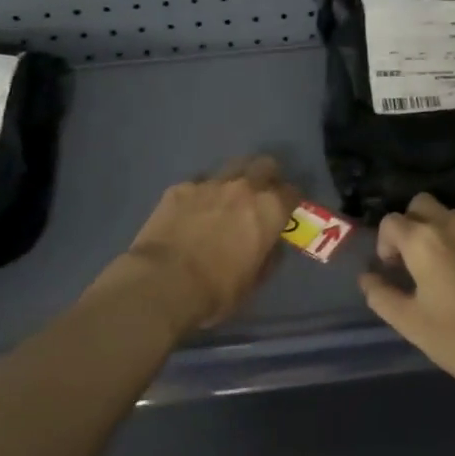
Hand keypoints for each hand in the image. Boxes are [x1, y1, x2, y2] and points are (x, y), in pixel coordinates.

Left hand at [123, 156, 298, 334]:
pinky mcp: (180, 188)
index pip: (292, 192)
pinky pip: (198, 183)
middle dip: (267, 177)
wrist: (162, 283)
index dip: (290, 201)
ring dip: (234, 180)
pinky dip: (201, 194)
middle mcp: (244, 188)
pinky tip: (192, 211)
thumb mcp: (253, 282)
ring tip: (226, 199)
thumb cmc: (216, 290)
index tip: (285, 211)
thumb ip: (267, 256)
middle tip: (260, 194)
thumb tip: (270, 244)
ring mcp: (210, 184)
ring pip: (231, 167)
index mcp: (269, 210)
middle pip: (264, 165)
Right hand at [358, 192, 454, 399]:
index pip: (391, 221)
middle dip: (413, 225)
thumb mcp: (411, 325)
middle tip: (417, 260)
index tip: (394, 269)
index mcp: (424, 241)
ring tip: (451, 271)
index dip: (386, 243)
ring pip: (454, 216)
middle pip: (422, 205)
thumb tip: (367, 277)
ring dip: (444, 234)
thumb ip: (381, 295)